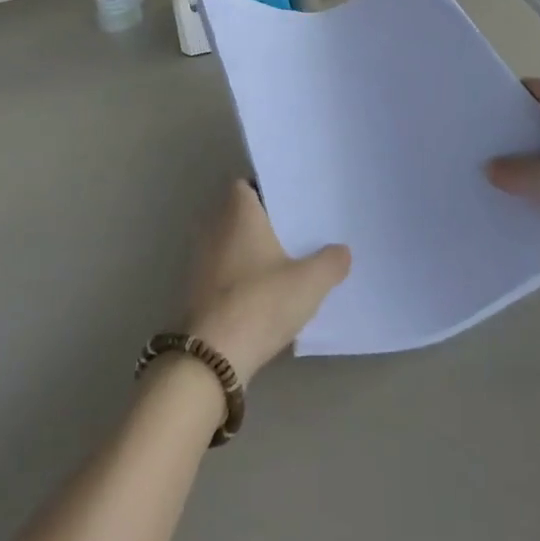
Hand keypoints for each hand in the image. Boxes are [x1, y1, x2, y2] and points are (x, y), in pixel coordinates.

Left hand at [184, 181, 350, 379]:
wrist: (212, 355)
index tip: (293, 200)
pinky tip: (267, 293)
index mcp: (238, 214)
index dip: (267, 189)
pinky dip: (243, 276)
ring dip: (253, 251)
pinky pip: (225, 272)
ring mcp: (201, 262)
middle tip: (299, 229)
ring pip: (232, 245)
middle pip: (240, 215)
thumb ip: (330, 262)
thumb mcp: (309, 282)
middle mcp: (213, 229)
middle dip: (265, 222)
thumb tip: (342, 251)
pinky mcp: (197, 292)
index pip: (245, 185)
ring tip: (288, 261)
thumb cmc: (260, 303)